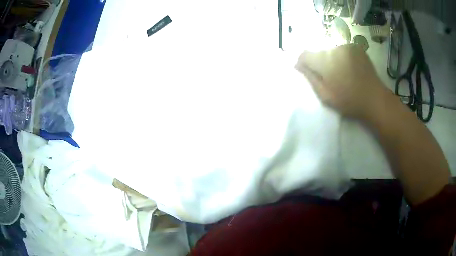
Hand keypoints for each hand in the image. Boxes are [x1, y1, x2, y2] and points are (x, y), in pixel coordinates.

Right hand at [295, 44, 387, 119]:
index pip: (305, 55)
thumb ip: (310, 78)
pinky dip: (342, 57)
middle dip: (320, 63)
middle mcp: (335, 48)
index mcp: (326, 61)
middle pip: (319, 53)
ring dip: (332, 60)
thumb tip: (297, 64)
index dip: (303, 63)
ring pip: (331, 51)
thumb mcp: (325, 95)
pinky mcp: (356, 47)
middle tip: (329, 78)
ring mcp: (347, 46)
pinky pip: (342, 50)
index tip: (308, 73)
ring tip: (341, 74)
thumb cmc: (349, 102)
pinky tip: (349, 68)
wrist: (375, 99)